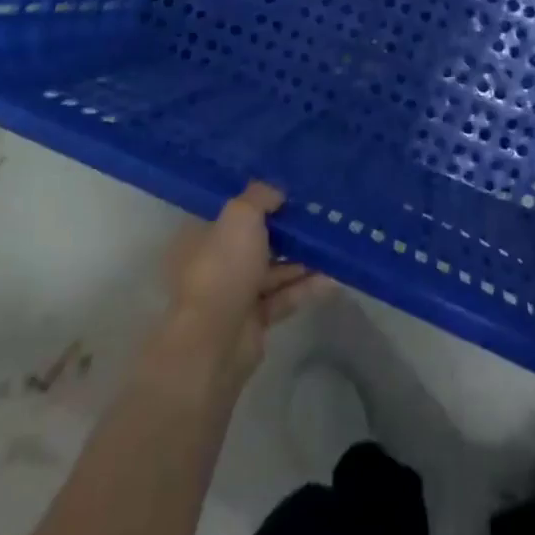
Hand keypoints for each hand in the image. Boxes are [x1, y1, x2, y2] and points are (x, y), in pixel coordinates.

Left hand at [156, 183, 333, 387]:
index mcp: (201, 236)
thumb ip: (260, 197)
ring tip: (332, 244)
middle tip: (317, 217)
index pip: (230, 212)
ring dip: (301, 259)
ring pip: (272, 270)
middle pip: (255, 241)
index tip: (288, 192)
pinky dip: (305, 287)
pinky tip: (333, 277)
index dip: (258, 201)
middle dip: (286, 231)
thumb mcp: (241, 216)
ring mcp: (234, 294)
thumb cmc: (223, 267)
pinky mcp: (254, 321)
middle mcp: (215, 263)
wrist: (214, 342)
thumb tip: (277, 192)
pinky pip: (283, 297)